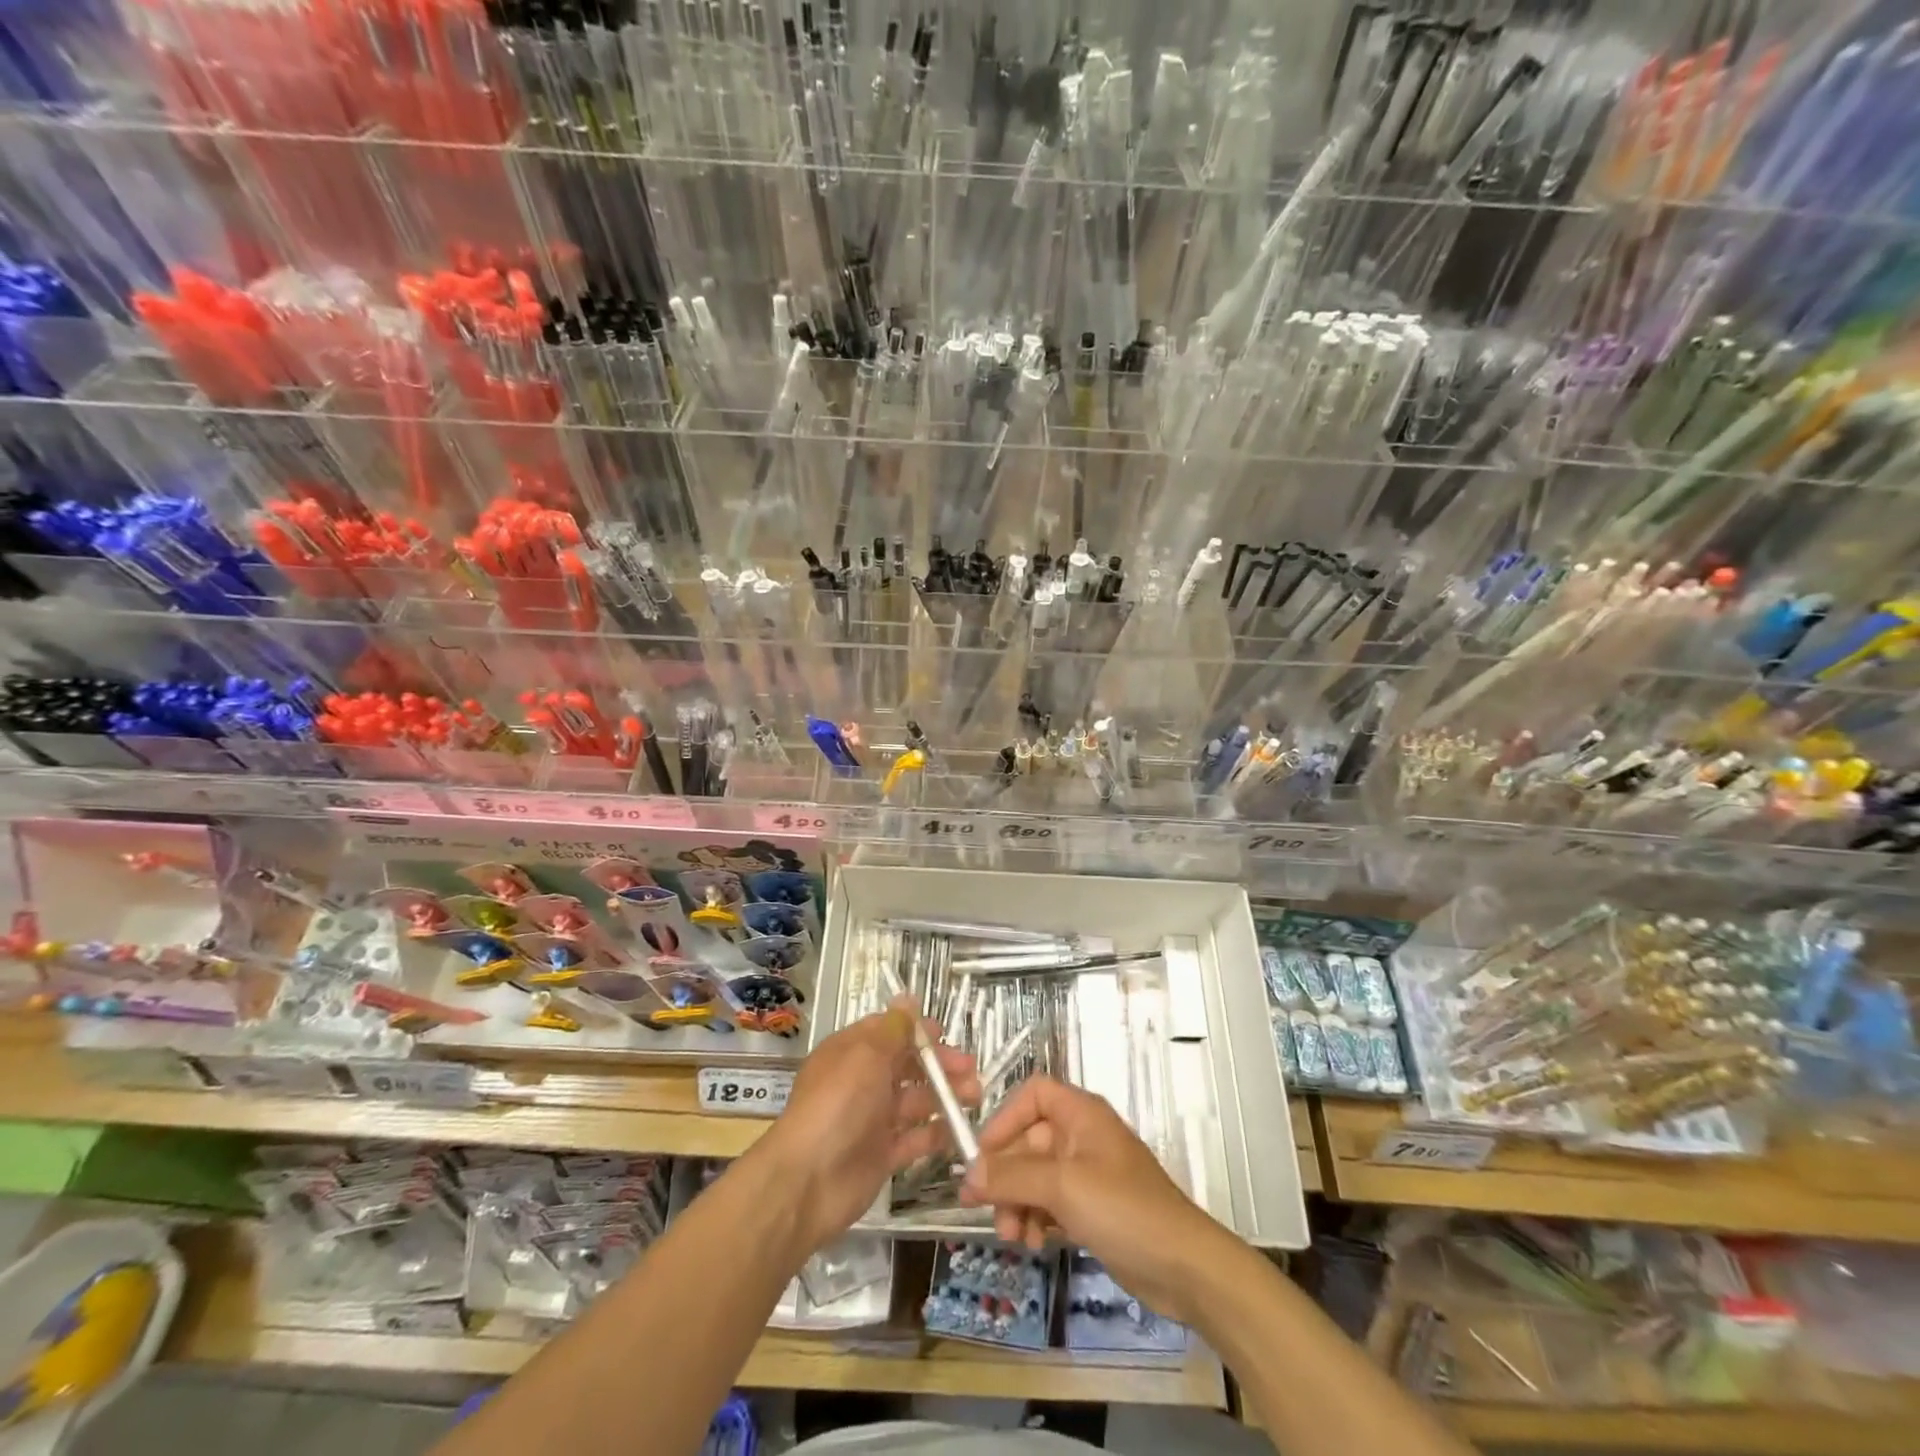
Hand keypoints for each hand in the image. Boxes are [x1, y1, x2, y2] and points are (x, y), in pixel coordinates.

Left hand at [759, 997, 979, 1255]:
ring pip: (915, 1101)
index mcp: (852, 1052)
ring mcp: (873, 1119)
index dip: (918, 1032)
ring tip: (975, 1097)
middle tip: (971, 1070)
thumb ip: (893, 1030)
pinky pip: (914, 1139)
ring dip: (945, 1096)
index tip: (946, 1035)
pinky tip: (959, 1131)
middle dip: (940, 1065)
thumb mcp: (866, 1056)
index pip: (889, 1032)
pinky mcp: (882, 1155)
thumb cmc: (838, 1105)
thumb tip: (907, 997)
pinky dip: (936, 1133)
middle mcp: (862, 1082)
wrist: (807, 1180)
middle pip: (907, 1066)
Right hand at [957, 1076, 1233, 1326]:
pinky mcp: (1093, 1209)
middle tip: (980, 1207)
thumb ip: (1012, 1176)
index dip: (1005, 1118)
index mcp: (1081, 1114)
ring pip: (1037, 1176)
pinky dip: (1037, 1218)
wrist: (1184, 1267)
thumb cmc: (1124, 1210)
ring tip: (1012, 1235)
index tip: (982, 1154)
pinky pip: (1051, 1202)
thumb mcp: (1063, 1186)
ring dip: (1017, 1202)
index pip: (1033, 1095)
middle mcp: (1083, 1136)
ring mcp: (1088, 1174)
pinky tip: (1033, 1243)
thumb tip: (969, 1171)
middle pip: (1029, 1140)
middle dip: (1005, 1174)